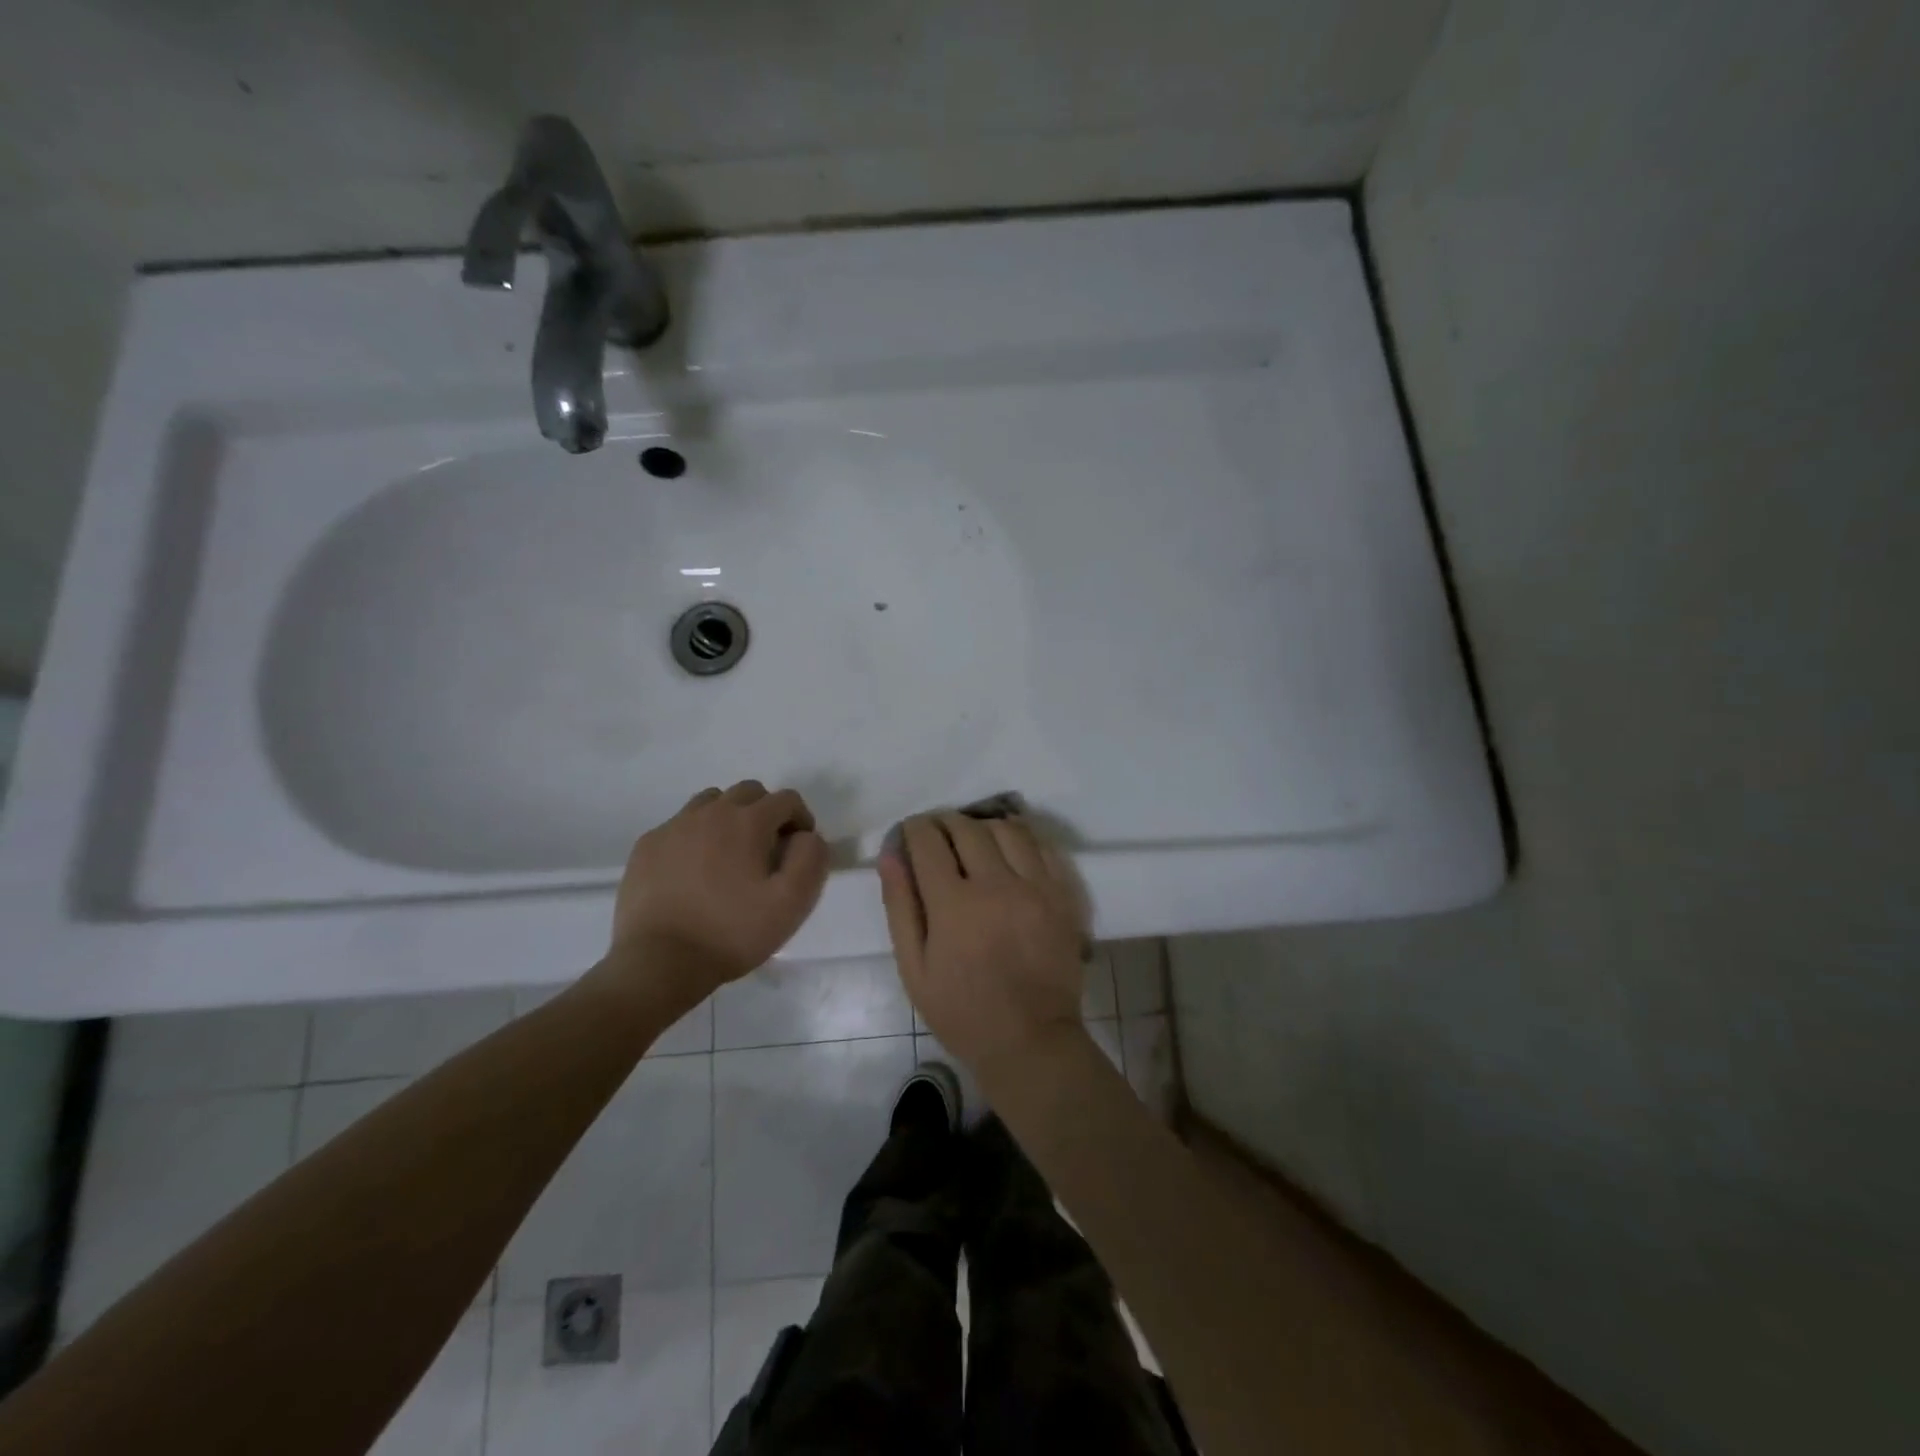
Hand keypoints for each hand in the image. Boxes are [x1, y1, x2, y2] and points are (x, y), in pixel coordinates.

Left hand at [610, 781, 829, 996]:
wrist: (658, 962)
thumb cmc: (731, 933)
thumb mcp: (792, 903)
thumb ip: (811, 859)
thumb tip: (807, 836)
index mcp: (747, 821)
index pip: (786, 799)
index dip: (801, 819)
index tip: (799, 849)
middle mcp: (710, 812)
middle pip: (749, 792)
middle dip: (766, 812)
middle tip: (767, 850)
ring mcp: (673, 827)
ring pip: (711, 802)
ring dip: (729, 818)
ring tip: (730, 856)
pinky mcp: (647, 846)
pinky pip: (679, 825)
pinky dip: (695, 837)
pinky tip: (694, 872)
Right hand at [878, 812, 1087, 1073]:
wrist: (1030, 1040)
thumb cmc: (962, 1011)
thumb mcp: (914, 968)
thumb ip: (900, 906)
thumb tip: (891, 854)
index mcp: (954, 905)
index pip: (928, 841)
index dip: (914, 829)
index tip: (910, 834)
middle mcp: (997, 885)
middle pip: (967, 827)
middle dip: (944, 823)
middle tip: (937, 836)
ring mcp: (1036, 887)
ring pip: (1007, 829)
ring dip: (983, 826)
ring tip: (974, 841)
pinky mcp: (1063, 895)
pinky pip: (1041, 847)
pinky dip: (1020, 839)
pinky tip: (1008, 852)